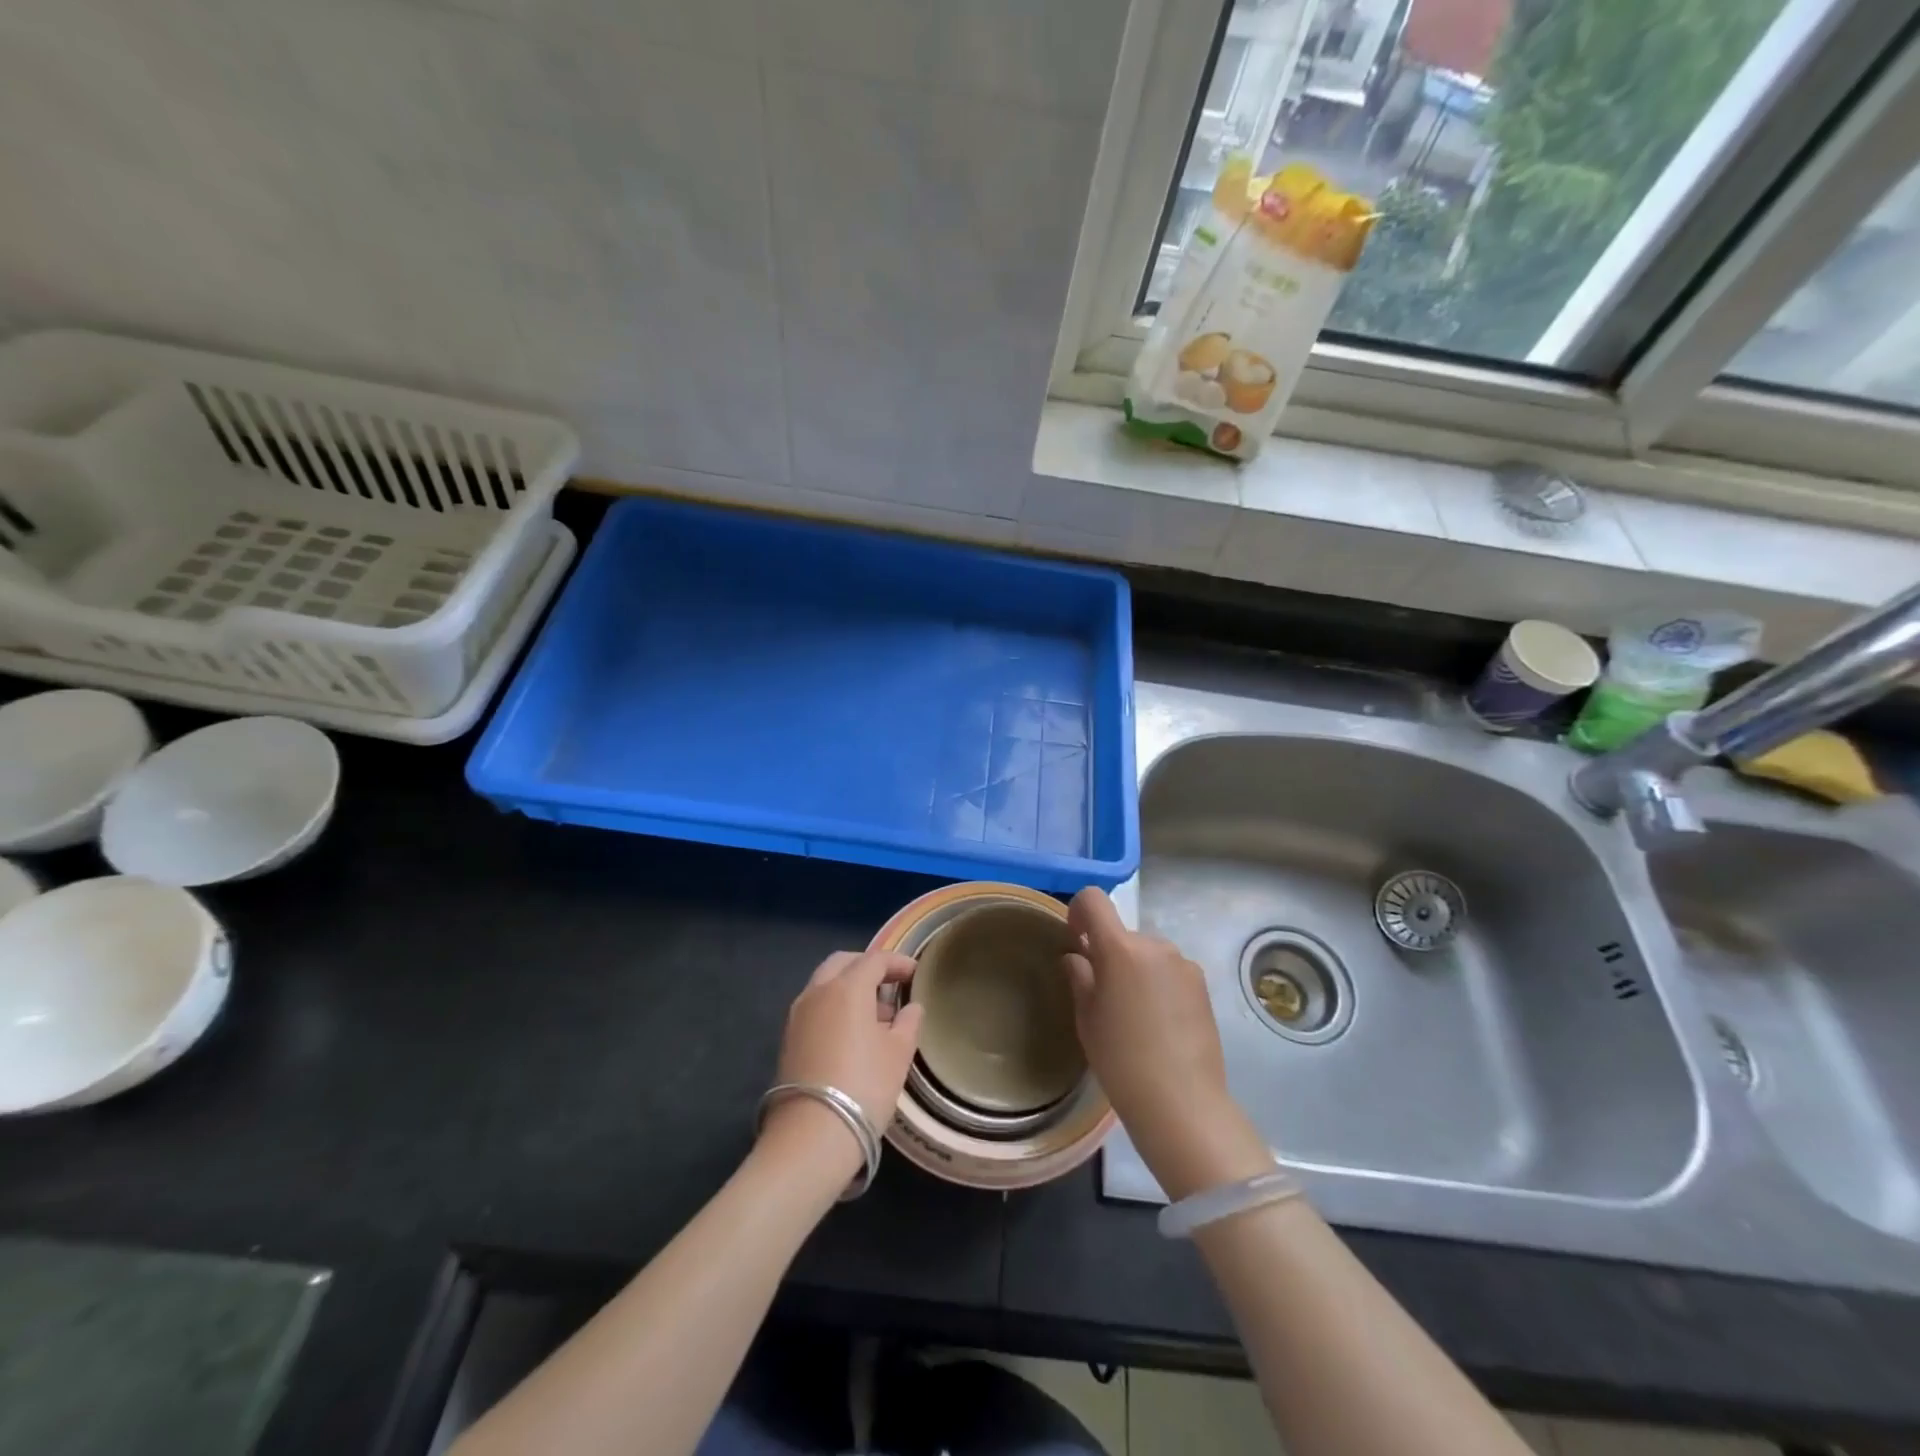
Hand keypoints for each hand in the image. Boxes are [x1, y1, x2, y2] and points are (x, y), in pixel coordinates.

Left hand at [762, 951, 922, 1174]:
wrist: (810, 1136)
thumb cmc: (864, 1086)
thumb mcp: (898, 1054)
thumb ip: (908, 1022)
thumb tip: (911, 1007)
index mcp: (847, 987)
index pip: (875, 960)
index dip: (897, 963)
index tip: (915, 973)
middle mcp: (818, 991)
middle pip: (843, 963)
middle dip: (867, 967)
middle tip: (890, 983)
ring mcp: (798, 1014)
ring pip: (824, 984)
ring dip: (848, 987)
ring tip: (874, 1013)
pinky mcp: (787, 1038)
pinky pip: (815, 1006)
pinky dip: (834, 1006)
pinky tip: (851, 1033)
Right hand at [1063, 888, 1269, 1200]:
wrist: (1181, 1101)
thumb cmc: (1121, 1059)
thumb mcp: (1087, 1018)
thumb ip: (1080, 976)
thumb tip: (1078, 957)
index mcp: (1120, 948)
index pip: (1093, 899)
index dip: (1078, 911)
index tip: (1076, 941)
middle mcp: (1155, 945)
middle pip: (1122, 933)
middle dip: (1109, 953)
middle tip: (1103, 995)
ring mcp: (1183, 964)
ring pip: (1147, 954)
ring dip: (1135, 969)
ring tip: (1134, 1015)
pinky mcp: (1202, 985)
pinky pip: (1169, 971)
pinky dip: (1158, 984)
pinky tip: (1158, 1023)